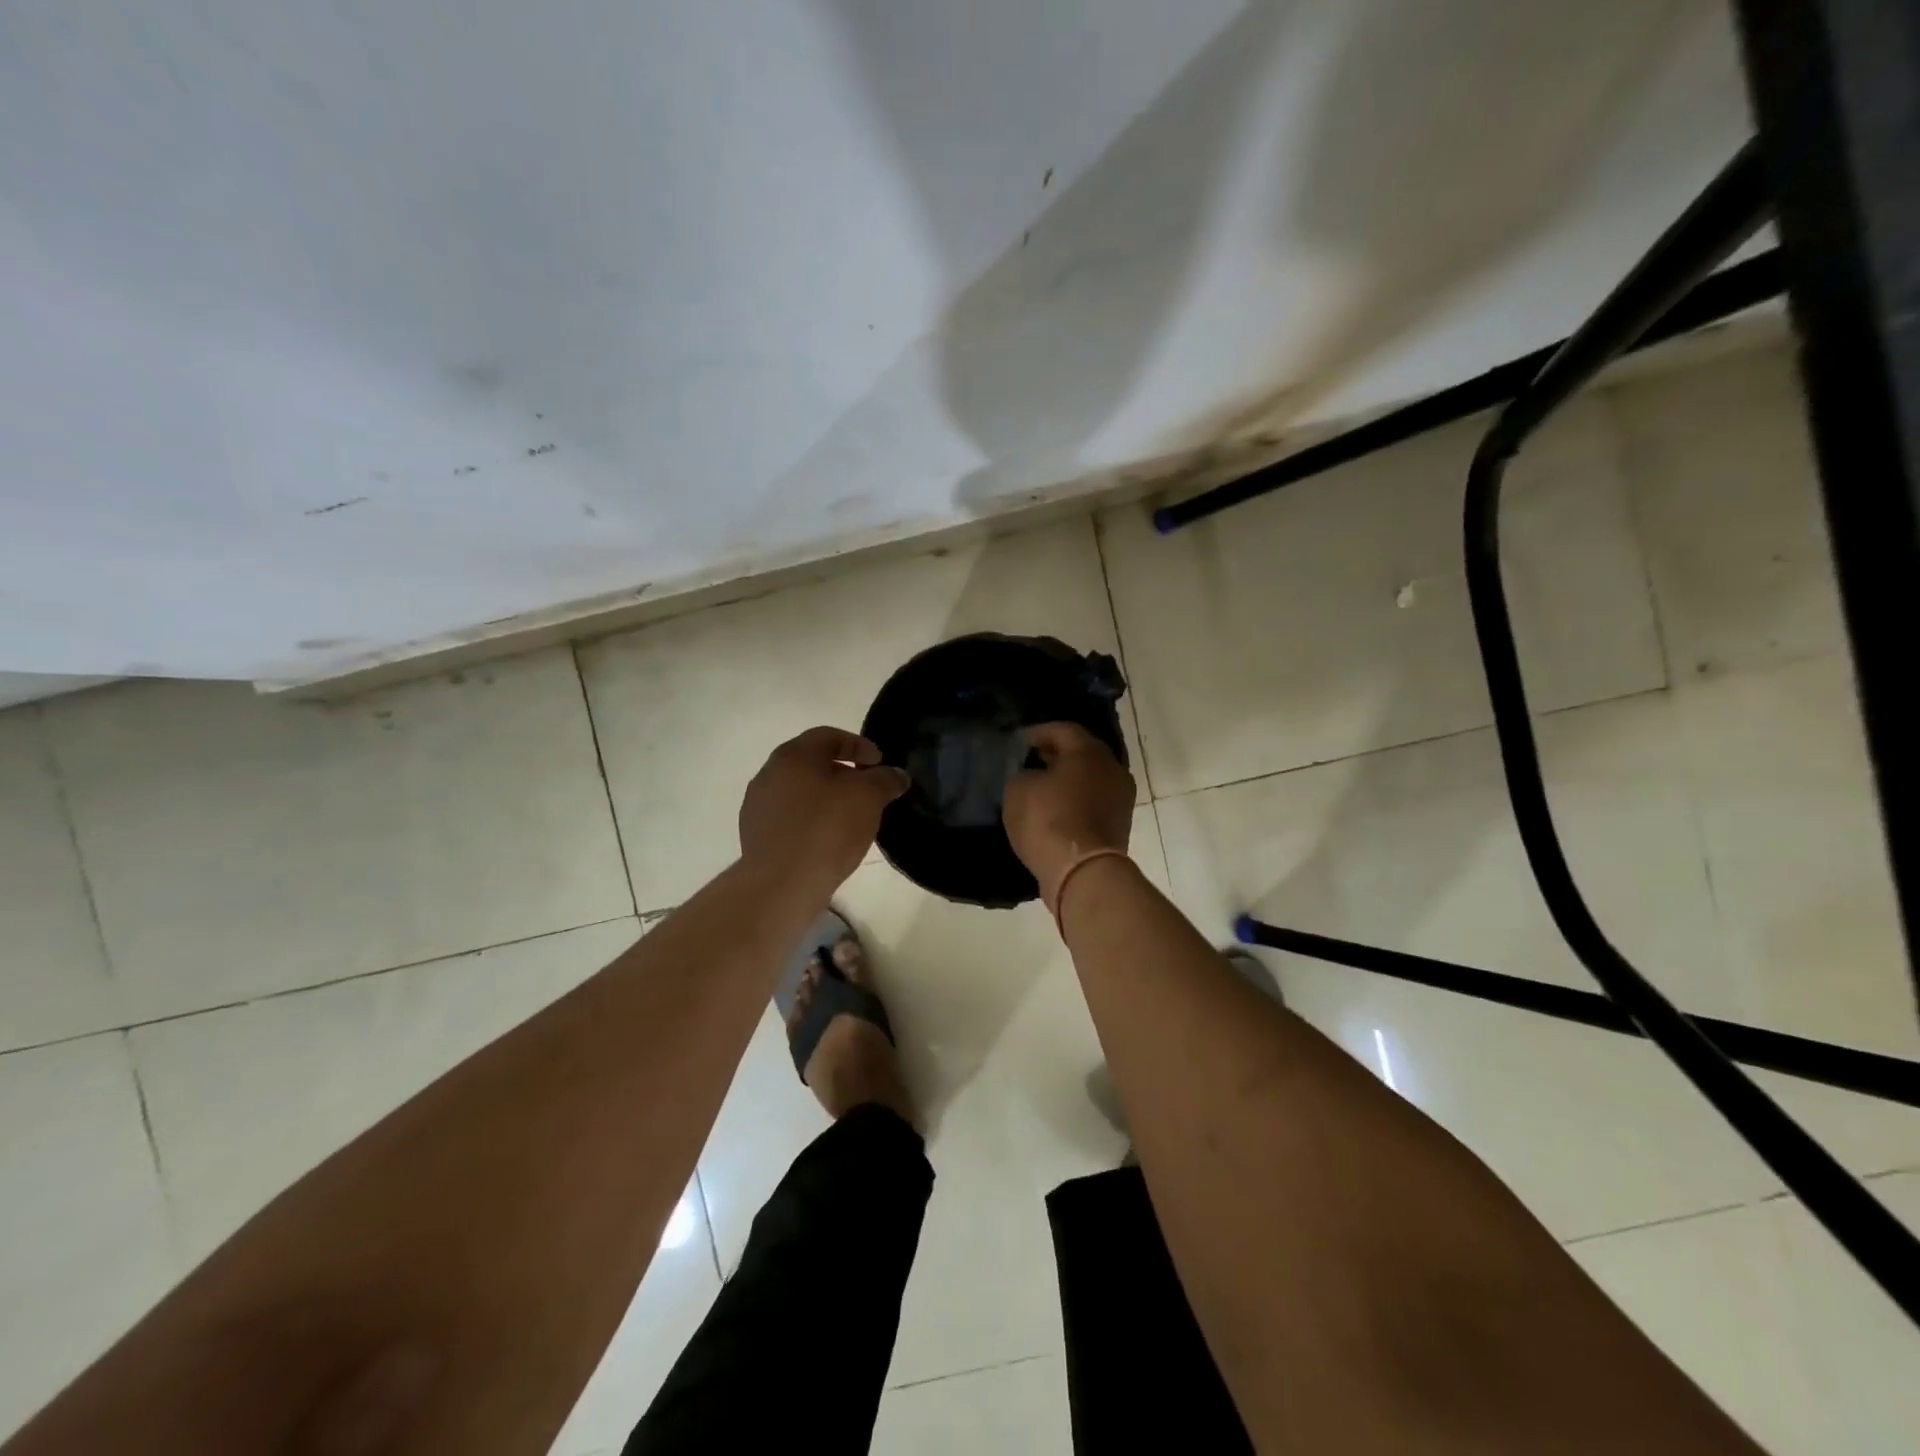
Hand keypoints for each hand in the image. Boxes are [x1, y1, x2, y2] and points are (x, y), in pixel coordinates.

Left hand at [738, 727, 910, 901]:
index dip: (859, 745)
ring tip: (851, 817)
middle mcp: (770, 773)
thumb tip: (896, 774)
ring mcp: (758, 805)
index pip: (829, 736)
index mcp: (794, 755)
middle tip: (868, 789)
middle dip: (843, 772)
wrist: (781, 884)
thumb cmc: (827, 829)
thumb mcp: (868, 798)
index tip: (879, 763)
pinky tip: (828, 839)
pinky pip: (790, 817)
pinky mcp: (755, 835)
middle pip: (812, 762)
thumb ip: (885, 779)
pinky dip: (811, 819)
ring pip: (800, 791)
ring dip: (826, 797)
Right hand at [1003, 722, 1134, 911]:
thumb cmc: (1049, 820)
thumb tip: (1032, 776)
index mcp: (1090, 752)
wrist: (1083, 873)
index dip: (1038, 733)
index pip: (1063, 729)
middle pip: (1082, 753)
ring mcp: (1120, 799)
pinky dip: (1075, 802)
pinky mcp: (1119, 826)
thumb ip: (1022, 773)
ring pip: (1090, 780)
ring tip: (1040, 788)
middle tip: (1031, 761)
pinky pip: (1093, 804)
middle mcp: (1112, 769)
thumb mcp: (1018, 790)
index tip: (1019, 742)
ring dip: (1067, 781)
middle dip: (1056, 755)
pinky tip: (1054, 812)